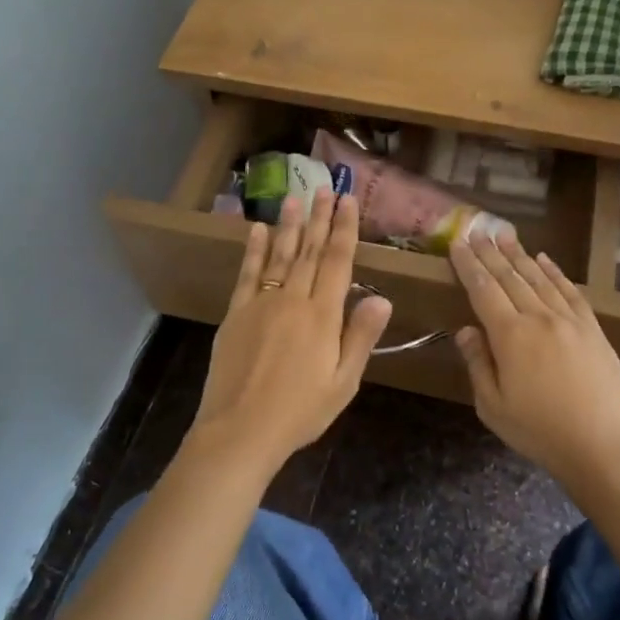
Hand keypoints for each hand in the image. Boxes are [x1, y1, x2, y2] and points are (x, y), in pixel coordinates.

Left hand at [188, 194, 391, 477]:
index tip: (348, 200)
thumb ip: (360, 338)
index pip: (338, 262)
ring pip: (279, 255)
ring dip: (289, 224)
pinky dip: (253, 250)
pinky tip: (257, 230)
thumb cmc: (299, 412)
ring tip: (295, 196)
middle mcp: (292, 300)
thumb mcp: (343, 382)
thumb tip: (383, 299)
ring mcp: (261, 304)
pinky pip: (247, 274)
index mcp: (322, 316)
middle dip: (320, 217)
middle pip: (310, 251)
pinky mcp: (236, 314)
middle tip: (325, 187)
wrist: (241, 431)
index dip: (345, 229)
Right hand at [449, 226, 619, 490]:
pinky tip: (545, 260)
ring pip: (539, 278)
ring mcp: (570, 320)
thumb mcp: (493, 406)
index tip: (458, 244)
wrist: (603, 446)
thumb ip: (478, 364)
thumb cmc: (540, 431)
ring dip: (520, 254)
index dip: (469, 266)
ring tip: (505, 235)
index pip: (483, 290)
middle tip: (479, 230)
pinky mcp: (593, 328)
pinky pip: (570, 291)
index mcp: (510, 336)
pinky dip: (555, 272)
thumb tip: (466, 330)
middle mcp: (539, 317)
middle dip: (491, 252)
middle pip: (510, 277)